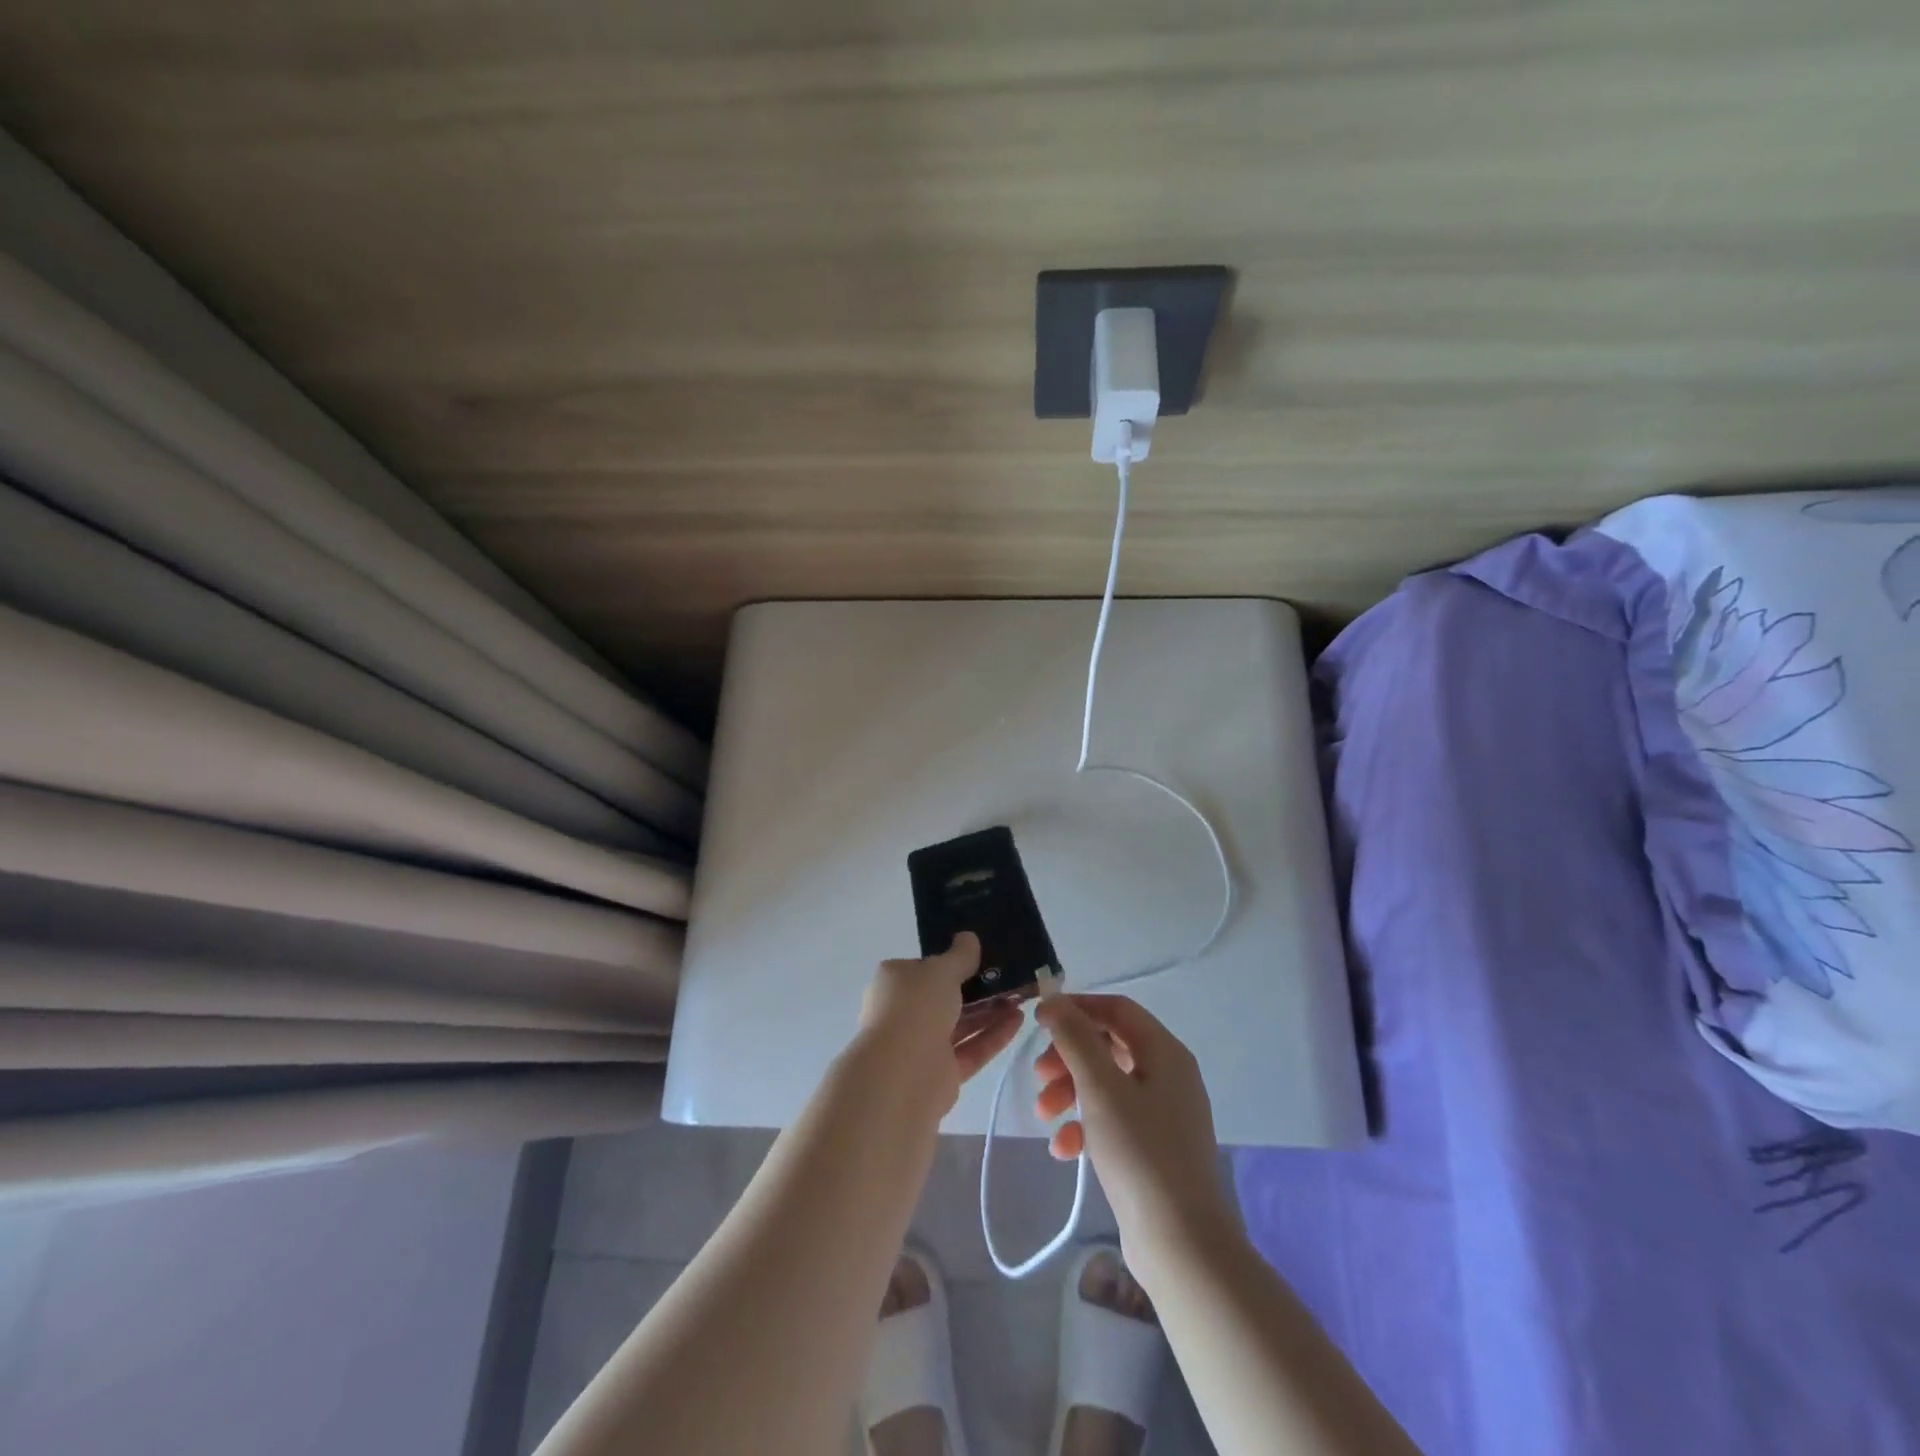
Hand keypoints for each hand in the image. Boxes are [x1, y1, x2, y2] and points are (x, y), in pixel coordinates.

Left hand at [856, 932, 1022, 1109]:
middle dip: (977, 990)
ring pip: (961, 1024)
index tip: (979, 959)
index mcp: (894, 983)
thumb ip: (960, 955)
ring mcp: (922, 1045)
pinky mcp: (942, 1073)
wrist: (903, 1072)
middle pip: (945, 998)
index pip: (922, 969)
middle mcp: (904, 1013)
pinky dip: (993, 1036)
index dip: (949, 963)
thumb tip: (968, 937)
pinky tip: (1018, 1021)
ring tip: (1020, 999)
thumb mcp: (941, 970)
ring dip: (990, 1012)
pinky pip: (971, 1049)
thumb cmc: (916, 1007)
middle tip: (1008, 979)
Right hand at [1032, 994, 1239, 1282]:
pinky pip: (1114, 1120)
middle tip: (1038, 1077)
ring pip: (1107, 1084)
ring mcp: (1164, 1113)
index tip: (1038, 1022)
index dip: (1076, 1008)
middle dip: (1068, 1057)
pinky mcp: (1155, 1148)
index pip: (1116, 1009)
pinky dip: (1086, 1125)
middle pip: (1109, 1045)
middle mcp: (1169, 1075)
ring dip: (1071, 1091)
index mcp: (1165, 1052)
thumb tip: (1054, 1002)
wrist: (1181, 1244)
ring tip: (1044, 1115)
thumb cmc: (1140, 1153)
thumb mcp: (1100, 1087)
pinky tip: (1063, 1149)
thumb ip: (1075, 1037)